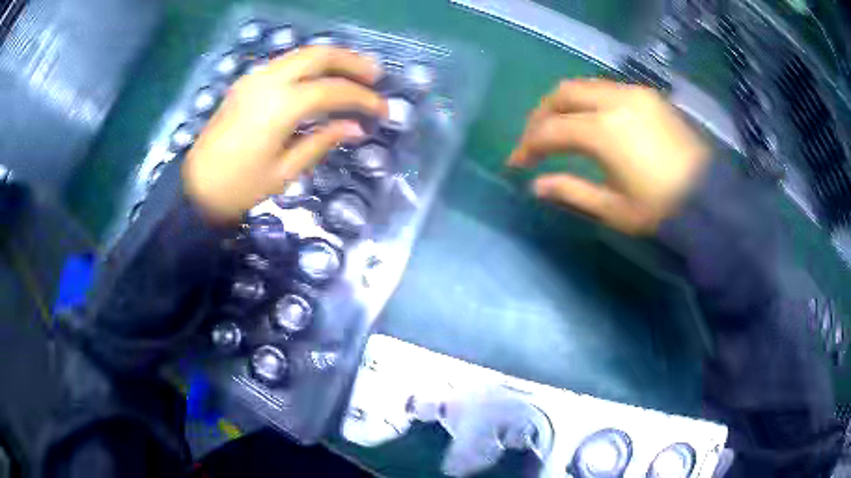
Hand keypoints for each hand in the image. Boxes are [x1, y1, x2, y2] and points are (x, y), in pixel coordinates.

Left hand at [183, 46, 387, 223]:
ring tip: (354, 73)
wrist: (194, 188)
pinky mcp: (246, 83)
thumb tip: (355, 127)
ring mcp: (254, 78)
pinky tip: (320, 78)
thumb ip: (322, 142)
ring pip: (301, 54)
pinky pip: (285, 63)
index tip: (383, 110)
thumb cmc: (239, 188)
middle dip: (351, 61)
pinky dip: (309, 65)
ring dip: (331, 59)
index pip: (333, 90)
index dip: (362, 98)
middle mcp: (268, 81)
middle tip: (374, 75)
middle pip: (319, 55)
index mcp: (280, 106)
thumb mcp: (285, 172)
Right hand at [508, 79, 710, 234]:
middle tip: (533, 139)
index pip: (551, 130)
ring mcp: (634, 94)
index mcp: (603, 132)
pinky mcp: (649, 97)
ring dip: (564, 104)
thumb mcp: (613, 208)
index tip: (516, 162)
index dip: (528, 145)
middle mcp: (615, 101)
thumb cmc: (660, 210)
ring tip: (559, 127)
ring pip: (584, 85)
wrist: (709, 200)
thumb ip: (570, 191)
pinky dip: (589, 100)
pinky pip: (607, 88)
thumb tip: (535, 185)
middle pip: (562, 93)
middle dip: (540, 114)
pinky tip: (591, 120)